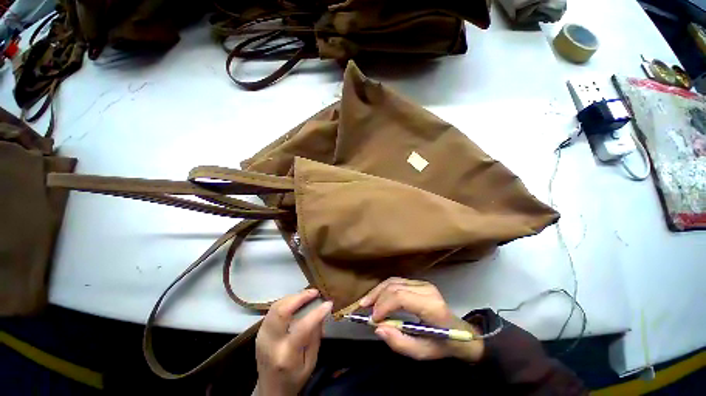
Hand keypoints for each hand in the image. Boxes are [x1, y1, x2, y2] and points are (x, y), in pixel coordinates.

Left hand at [254, 289, 332, 395]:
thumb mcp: (310, 363)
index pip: (302, 328)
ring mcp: (261, 335)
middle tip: (314, 292)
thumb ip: (315, 337)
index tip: (328, 303)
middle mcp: (271, 343)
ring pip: (275, 307)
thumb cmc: (294, 379)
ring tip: (307, 295)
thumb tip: (322, 313)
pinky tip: (296, 301)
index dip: (317, 313)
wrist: (269, 390)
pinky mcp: (259, 331)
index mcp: (286, 355)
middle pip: (281, 311)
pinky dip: (286, 302)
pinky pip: (272, 310)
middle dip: (300, 297)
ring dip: (293, 297)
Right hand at [359, 277, 483, 362]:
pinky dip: (384, 289)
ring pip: (394, 281)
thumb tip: (378, 328)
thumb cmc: (442, 345)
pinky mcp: (418, 282)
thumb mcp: (422, 352)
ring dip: (378, 291)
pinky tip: (377, 297)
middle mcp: (426, 289)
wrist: (461, 333)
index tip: (373, 319)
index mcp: (431, 306)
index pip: (400, 297)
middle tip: (363, 309)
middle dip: (377, 297)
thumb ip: (399, 343)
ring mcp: (422, 283)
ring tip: (366, 302)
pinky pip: (397, 281)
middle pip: (394, 287)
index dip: (383, 305)